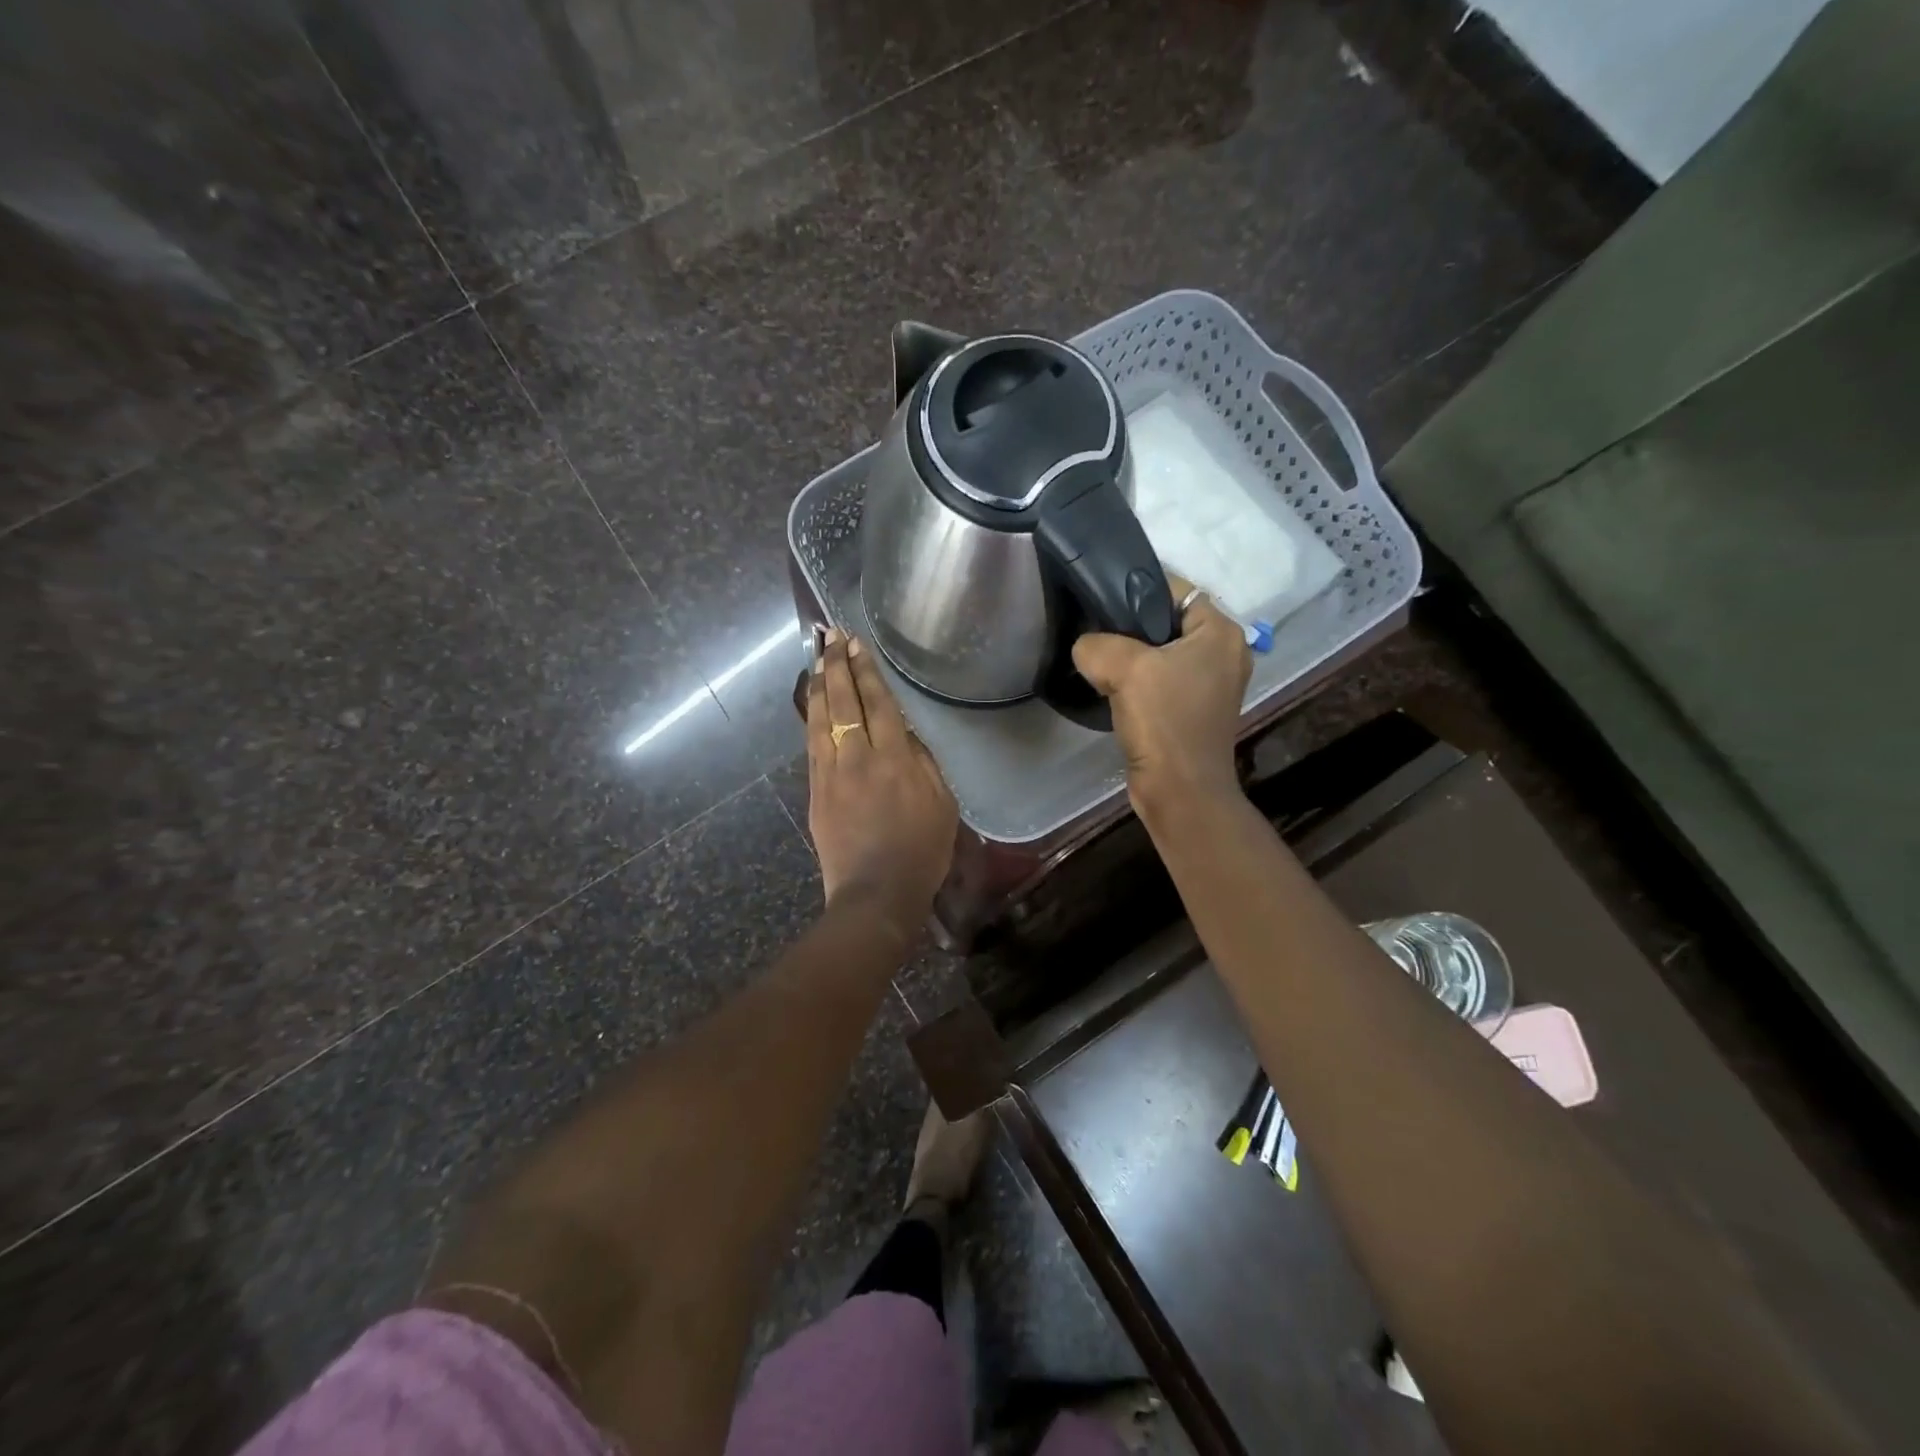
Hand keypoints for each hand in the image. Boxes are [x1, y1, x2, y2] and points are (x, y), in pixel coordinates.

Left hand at [806, 628, 958, 920]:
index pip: (878, 704)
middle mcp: (858, 758)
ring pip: (820, 719)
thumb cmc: (921, 852)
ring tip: (816, 658)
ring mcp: (831, 774)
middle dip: (836, 666)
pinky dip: (810, 718)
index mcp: (894, 759)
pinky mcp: (815, 792)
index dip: (866, 672)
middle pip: (843, 702)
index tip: (856, 645)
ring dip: (818, 685)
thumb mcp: (942, 804)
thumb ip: (924, 762)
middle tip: (831, 638)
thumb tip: (905, 731)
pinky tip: (811, 703)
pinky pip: (811, 745)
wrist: (876, 893)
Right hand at [1071, 575, 1251, 821]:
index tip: (1100, 602)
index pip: (1176, 589)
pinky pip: (1161, 681)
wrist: (1179, 791)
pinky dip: (1138, 682)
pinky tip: (1113, 690)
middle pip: (1167, 621)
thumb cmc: (1163, 722)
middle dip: (1130, 627)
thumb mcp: (1123, 668)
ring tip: (1099, 663)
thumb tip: (1087, 648)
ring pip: (1161, 654)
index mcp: (1221, 632)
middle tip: (1095, 635)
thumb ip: (1097, 644)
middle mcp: (1224, 653)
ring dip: (1131, 658)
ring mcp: (1211, 685)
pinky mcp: (1194, 711)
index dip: (1137, 590)